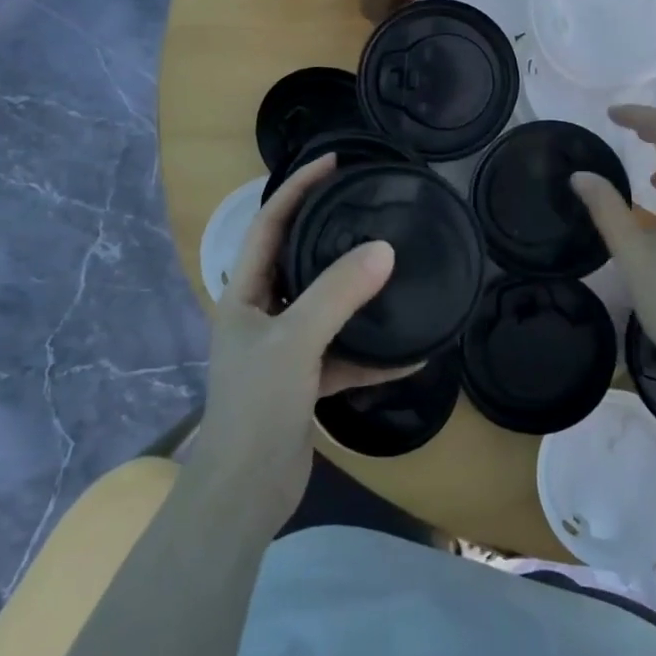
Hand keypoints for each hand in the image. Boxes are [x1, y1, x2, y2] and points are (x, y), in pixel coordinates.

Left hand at [190, 154, 406, 526]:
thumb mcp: (296, 340)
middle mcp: (262, 312)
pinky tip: (411, 354)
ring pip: (325, 305)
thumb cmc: (256, 405)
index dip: (298, 187)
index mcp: (245, 292)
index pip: (270, 223)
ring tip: (394, 267)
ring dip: (358, 293)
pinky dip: (372, 352)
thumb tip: (384, 249)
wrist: (246, 494)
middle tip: (369, 205)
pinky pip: (344, 352)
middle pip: (299, 258)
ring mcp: (284, 347)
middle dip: (330, 231)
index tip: (334, 161)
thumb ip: (338, 293)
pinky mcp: (305, 379)